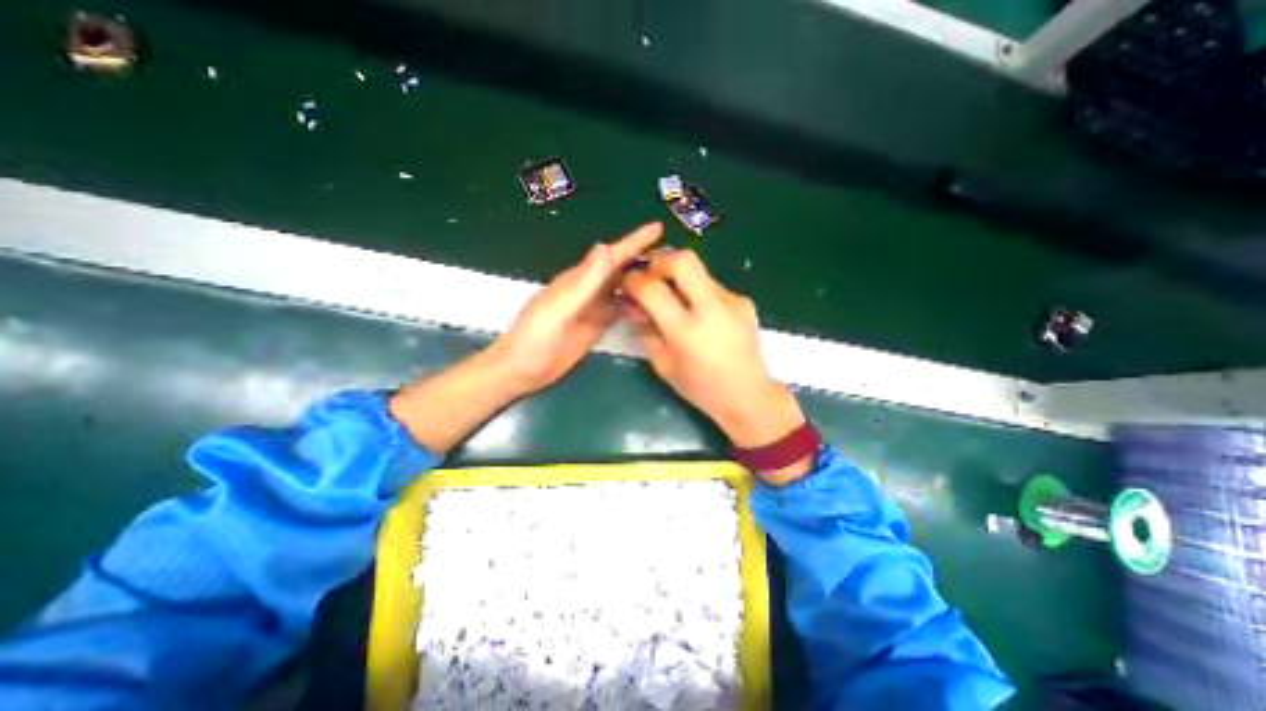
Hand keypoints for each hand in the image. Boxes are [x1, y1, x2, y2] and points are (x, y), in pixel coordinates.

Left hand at [489, 224, 663, 394]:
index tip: (658, 228)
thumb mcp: (558, 308)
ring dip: (644, 285)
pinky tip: (652, 312)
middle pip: (621, 270)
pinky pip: (620, 312)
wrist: (522, 369)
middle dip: (645, 260)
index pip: (612, 256)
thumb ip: (583, 282)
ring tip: (671, 284)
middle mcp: (590, 290)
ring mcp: (594, 309)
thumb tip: (605, 247)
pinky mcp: (596, 326)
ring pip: (624, 290)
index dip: (634, 241)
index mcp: (580, 280)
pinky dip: (636, 308)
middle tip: (675, 260)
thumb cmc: (535, 337)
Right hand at [623, 250, 804, 449]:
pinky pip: (713, 285)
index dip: (634, 280)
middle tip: (650, 277)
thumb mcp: (663, 365)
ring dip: (679, 277)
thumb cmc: (700, 388)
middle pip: (683, 260)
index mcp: (686, 331)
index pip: (652, 288)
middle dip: (659, 261)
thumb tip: (632, 305)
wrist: (749, 396)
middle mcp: (711, 309)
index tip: (627, 282)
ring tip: (673, 299)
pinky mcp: (744, 301)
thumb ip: (645, 331)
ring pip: (699, 270)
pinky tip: (699, 313)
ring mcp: (732, 301)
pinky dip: (698, 291)